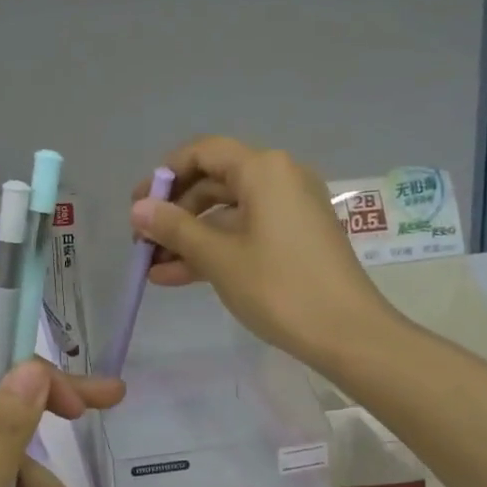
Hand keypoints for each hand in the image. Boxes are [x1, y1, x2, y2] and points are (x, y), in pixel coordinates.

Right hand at [132, 136, 398, 370]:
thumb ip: (174, 228)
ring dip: (189, 237)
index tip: (138, 205)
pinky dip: (215, 249)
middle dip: (174, 212)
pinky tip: (177, 277)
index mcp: (264, 169)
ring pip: (228, 213)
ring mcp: (290, 210)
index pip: (203, 152)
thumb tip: (138, 209)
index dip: (166, 175)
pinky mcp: (295, 238)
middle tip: (142, 241)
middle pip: (215, 182)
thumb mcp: (219, 257)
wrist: (348, 334)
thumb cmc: (279, 287)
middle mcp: (280, 178)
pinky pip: (246, 232)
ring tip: (152, 267)